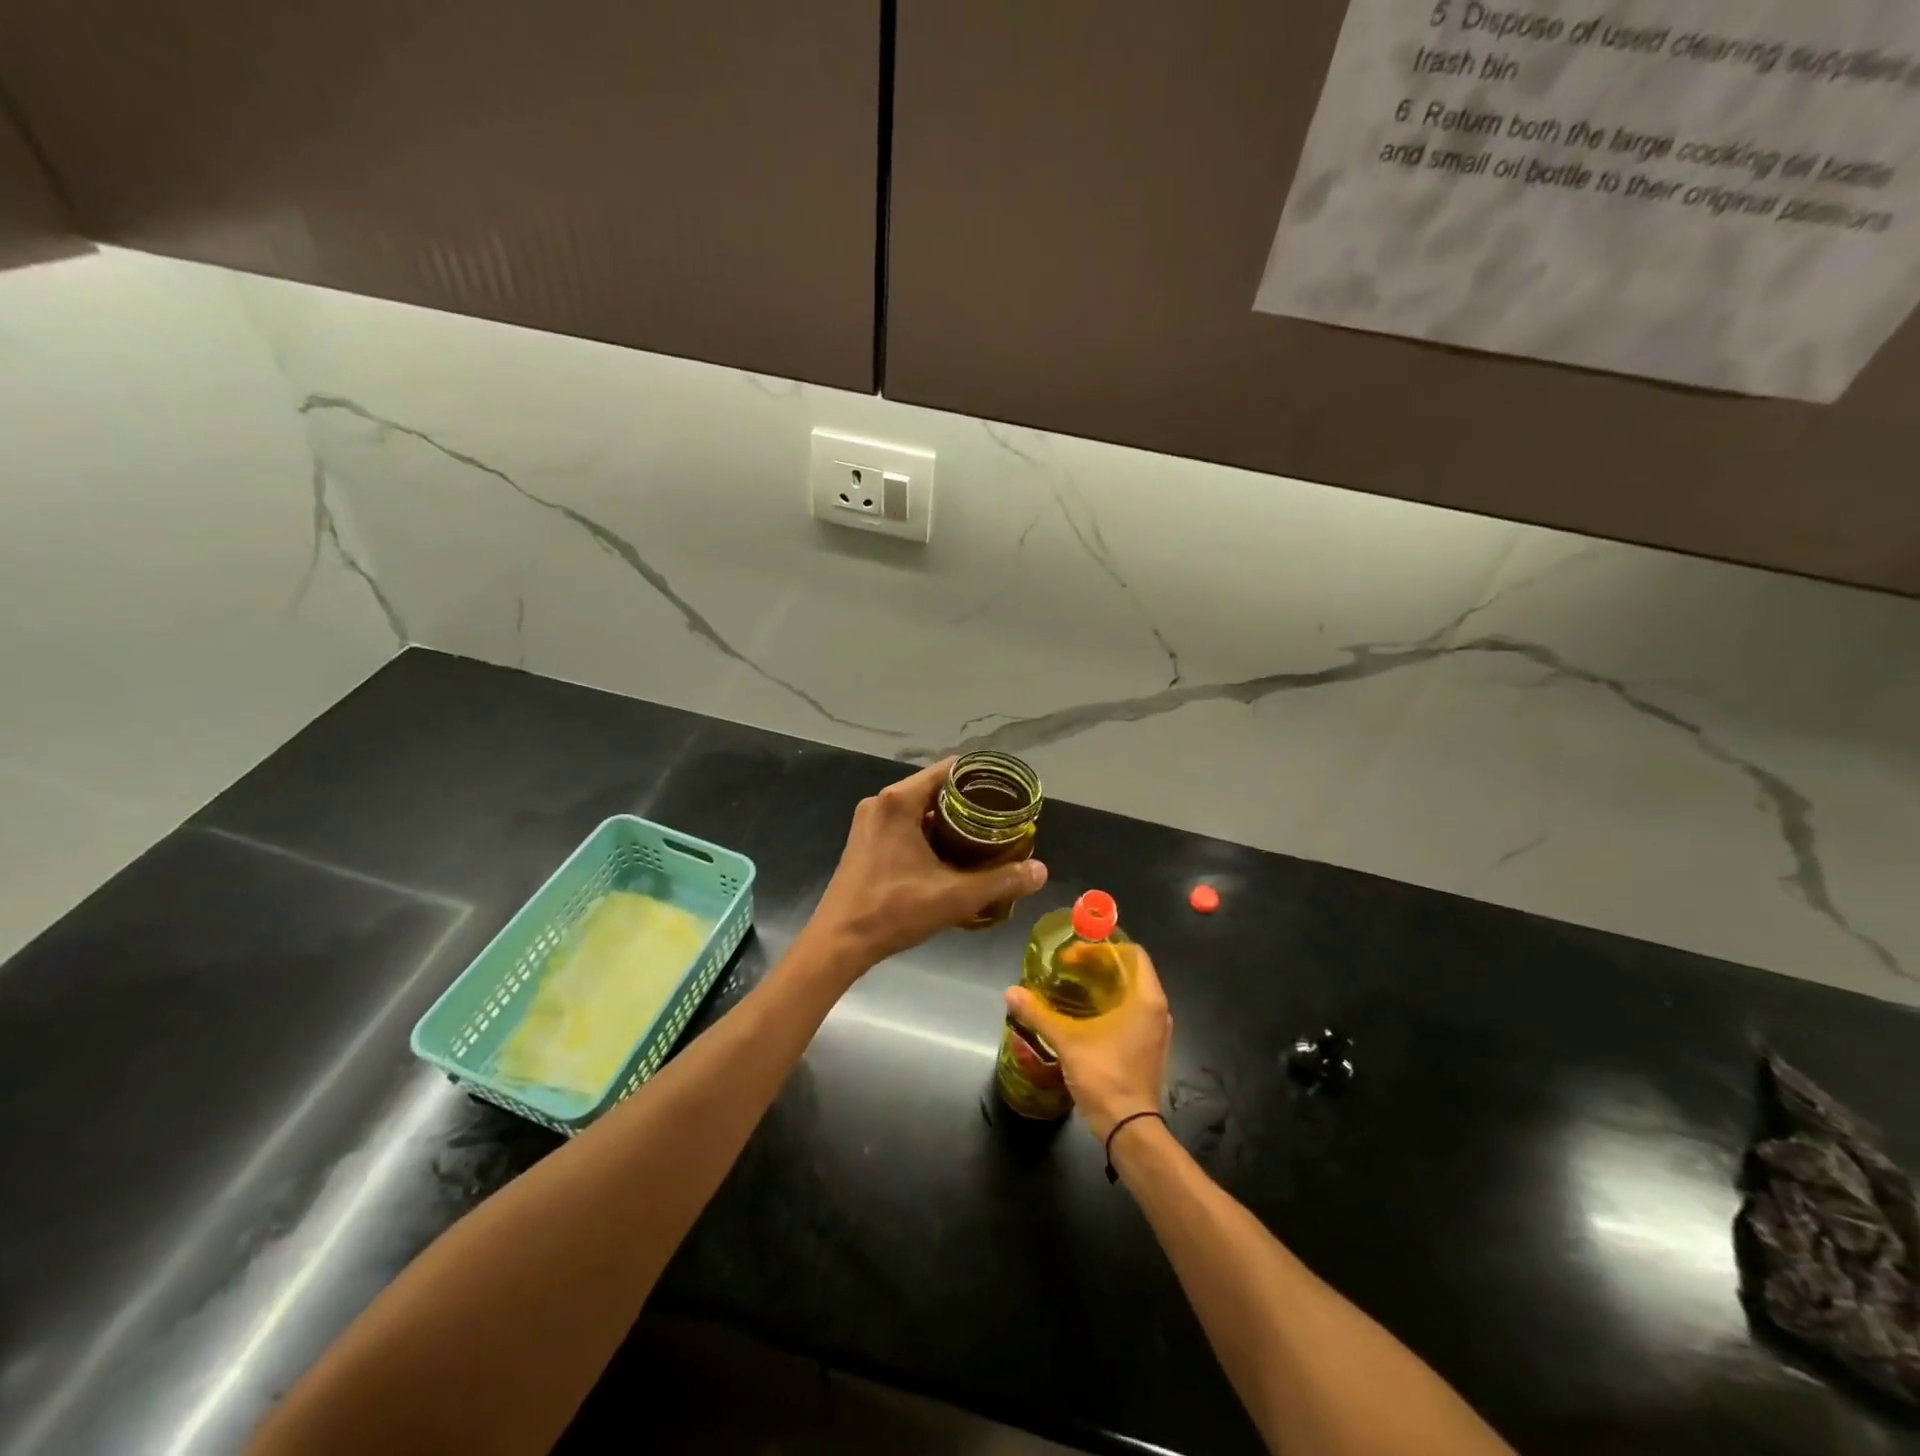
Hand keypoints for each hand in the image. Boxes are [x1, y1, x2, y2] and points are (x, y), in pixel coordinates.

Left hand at [808, 759, 1047, 972]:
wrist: (838, 942)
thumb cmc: (893, 911)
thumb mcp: (954, 897)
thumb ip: (1001, 881)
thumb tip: (1041, 871)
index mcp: (898, 801)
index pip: (949, 770)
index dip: (981, 778)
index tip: (1008, 794)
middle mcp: (881, 802)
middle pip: (935, 787)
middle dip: (969, 802)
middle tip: (1002, 819)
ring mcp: (869, 821)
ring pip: (919, 807)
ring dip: (949, 819)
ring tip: (983, 836)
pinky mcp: (865, 839)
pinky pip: (904, 822)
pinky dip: (928, 830)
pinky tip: (950, 853)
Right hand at [1004, 945, 1171, 1143]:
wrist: (1129, 1129)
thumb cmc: (1105, 1076)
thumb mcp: (1068, 1041)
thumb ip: (1038, 1013)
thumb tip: (1010, 992)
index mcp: (1146, 998)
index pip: (1131, 954)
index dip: (1102, 948)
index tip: (1074, 956)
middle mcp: (1158, 1010)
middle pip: (1130, 972)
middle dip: (1098, 967)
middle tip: (1067, 969)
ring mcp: (1156, 1031)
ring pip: (1131, 995)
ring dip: (1104, 988)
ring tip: (1072, 990)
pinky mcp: (1150, 1049)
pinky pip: (1132, 1014)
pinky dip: (1110, 1007)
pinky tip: (1085, 1017)